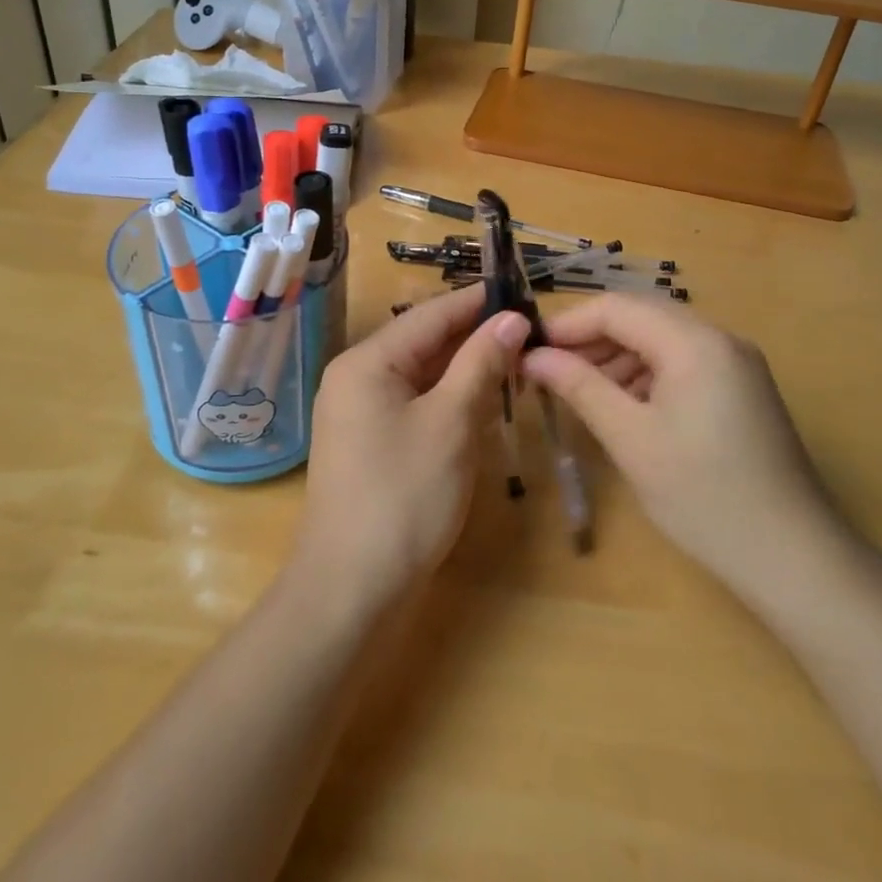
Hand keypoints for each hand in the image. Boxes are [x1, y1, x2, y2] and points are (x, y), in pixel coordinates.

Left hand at [294, 285, 529, 608]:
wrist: (351, 589)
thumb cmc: (404, 497)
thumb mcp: (450, 424)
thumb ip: (480, 364)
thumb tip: (512, 318)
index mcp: (367, 362)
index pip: (430, 315)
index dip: (477, 302)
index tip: (522, 292)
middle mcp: (356, 377)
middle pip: (423, 341)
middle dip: (475, 335)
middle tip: (530, 329)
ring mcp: (359, 412)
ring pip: (421, 374)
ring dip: (465, 367)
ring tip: (517, 358)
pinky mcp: (370, 442)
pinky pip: (414, 403)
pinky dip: (448, 397)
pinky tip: (483, 399)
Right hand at [520, 295, 845, 591]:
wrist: (794, 558)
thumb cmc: (703, 496)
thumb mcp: (631, 439)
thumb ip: (580, 387)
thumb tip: (534, 355)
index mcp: (695, 342)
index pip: (617, 308)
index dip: (568, 324)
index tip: (528, 349)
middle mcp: (720, 339)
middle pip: (640, 317)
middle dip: (590, 339)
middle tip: (548, 371)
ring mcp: (736, 363)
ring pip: (661, 340)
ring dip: (616, 357)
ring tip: (578, 392)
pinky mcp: (742, 389)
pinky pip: (683, 363)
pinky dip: (645, 375)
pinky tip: (623, 406)